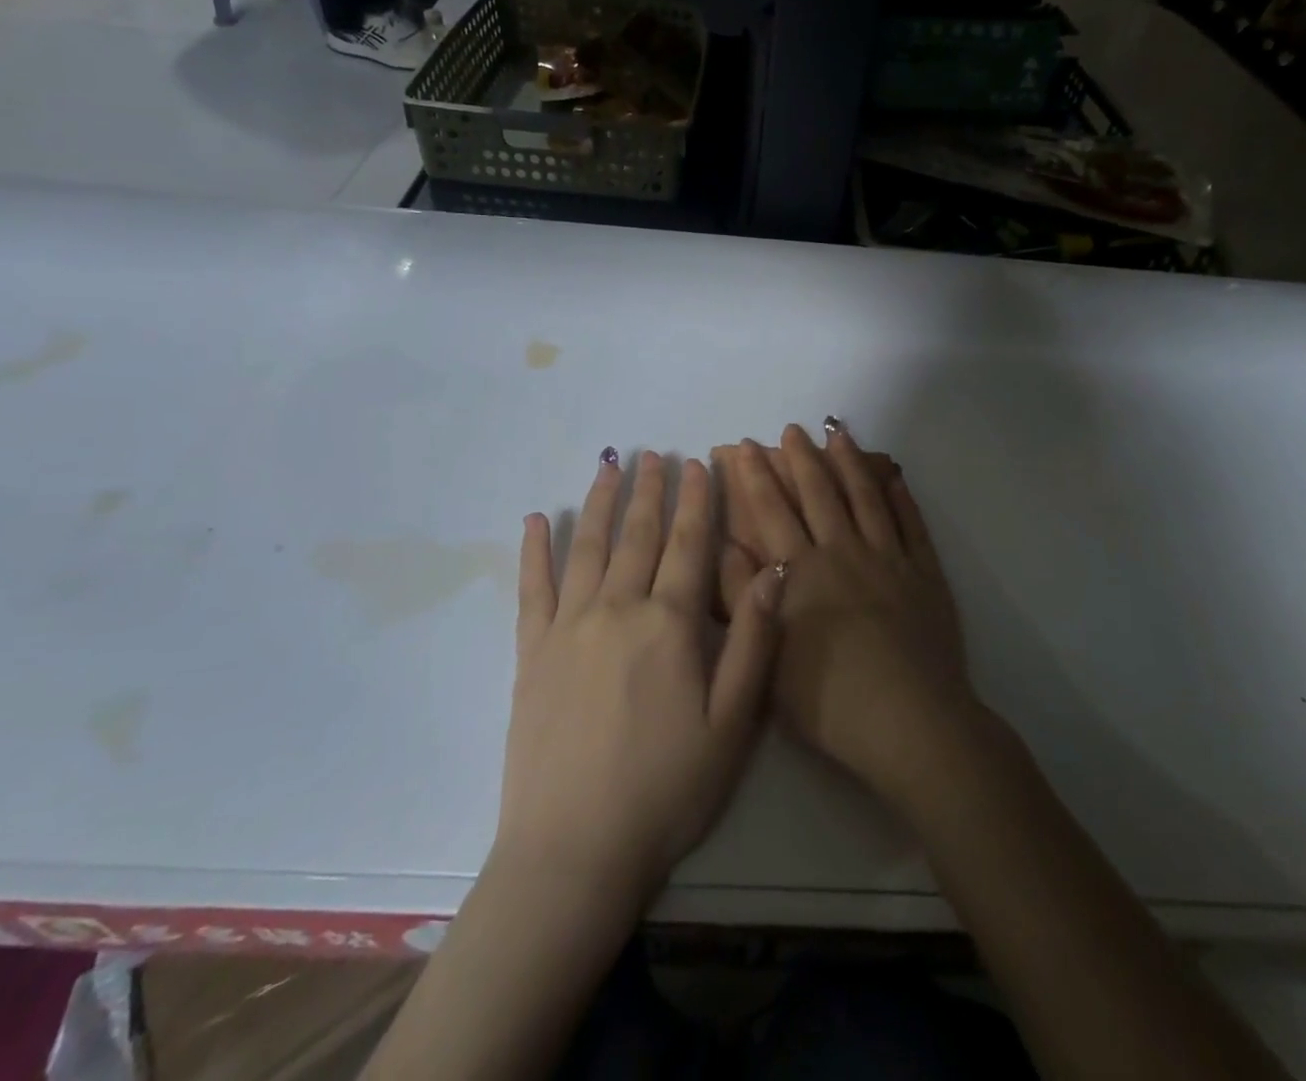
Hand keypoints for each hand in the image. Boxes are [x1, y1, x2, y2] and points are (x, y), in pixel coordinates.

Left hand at [497, 451, 781, 904]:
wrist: (574, 851)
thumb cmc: (667, 789)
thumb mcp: (733, 724)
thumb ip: (753, 642)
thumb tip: (773, 574)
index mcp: (668, 623)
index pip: (688, 543)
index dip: (696, 500)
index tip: (698, 463)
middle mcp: (616, 609)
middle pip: (637, 534)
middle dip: (650, 489)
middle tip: (656, 453)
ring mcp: (568, 627)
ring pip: (588, 547)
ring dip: (601, 502)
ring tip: (610, 465)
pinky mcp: (532, 653)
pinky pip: (533, 588)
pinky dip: (535, 550)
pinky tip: (536, 518)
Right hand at [722, 425, 973, 805]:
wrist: (910, 723)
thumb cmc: (829, 701)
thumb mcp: (766, 655)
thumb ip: (742, 597)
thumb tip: (724, 545)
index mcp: (802, 572)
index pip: (771, 511)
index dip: (755, 476)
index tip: (744, 447)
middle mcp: (843, 552)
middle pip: (818, 493)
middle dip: (801, 458)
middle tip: (792, 429)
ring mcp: (889, 559)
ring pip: (865, 497)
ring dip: (849, 462)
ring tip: (838, 432)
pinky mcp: (925, 573)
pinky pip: (912, 523)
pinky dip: (901, 495)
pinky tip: (893, 475)